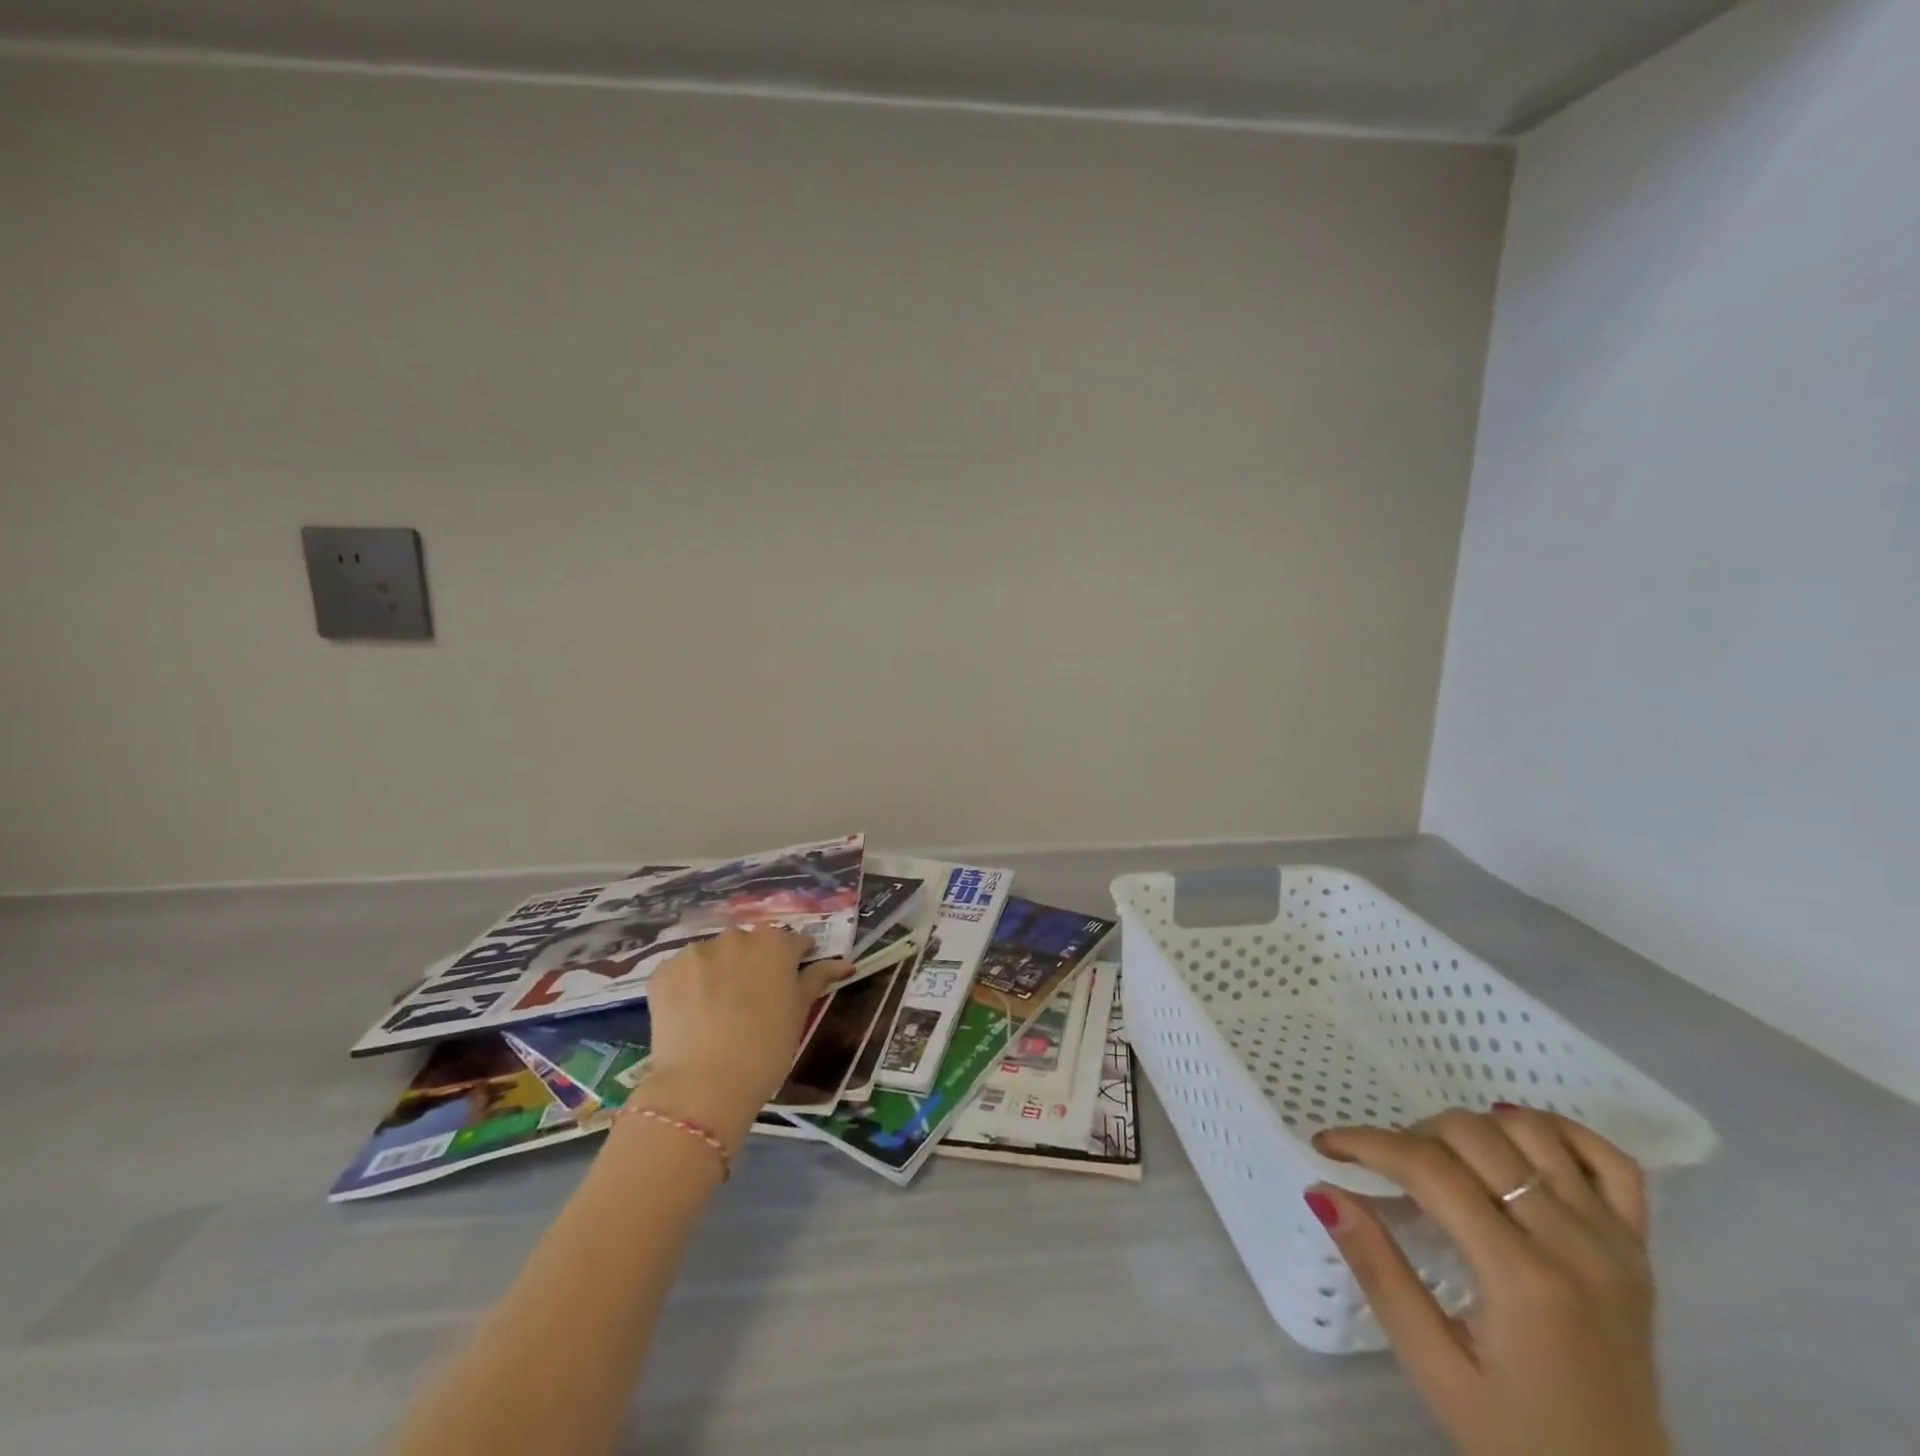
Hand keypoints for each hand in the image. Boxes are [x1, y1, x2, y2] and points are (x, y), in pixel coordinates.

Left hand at [635, 927, 849, 1148]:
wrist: (704, 1085)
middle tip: (752, 1000)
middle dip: (753, 963)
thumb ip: (817, 979)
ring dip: (718, 971)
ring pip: (714, 955)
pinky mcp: (664, 971)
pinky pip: (682, 971)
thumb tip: (844, 963)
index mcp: (775, 943)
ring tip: (716, 1009)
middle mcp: (736, 937)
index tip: (791, 981)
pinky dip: (688, 985)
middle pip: (749, 944)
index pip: (792, 943)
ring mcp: (696, 952)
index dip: (794, 961)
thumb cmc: (766, 1049)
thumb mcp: (798, 1013)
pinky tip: (691, 1014)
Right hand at [1309, 1107, 1667, 1455]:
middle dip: (1411, 1136)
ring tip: (1442, 1160)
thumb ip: (1378, 1272)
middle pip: (1475, 1136)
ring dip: (1472, 1128)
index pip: (1430, 1169)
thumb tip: (1322, 1191)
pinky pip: (1610, 1162)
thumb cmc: (1518, 1439)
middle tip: (1384, 1170)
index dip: (1367, 1144)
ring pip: (1532, 1132)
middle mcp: (1576, 1244)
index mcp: (1524, 1278)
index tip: (1326, 1146)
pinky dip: (1559, 1133)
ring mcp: (1616, 1244)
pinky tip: (1518, 1143)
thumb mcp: (1434, 1369)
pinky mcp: (1639, 1251)